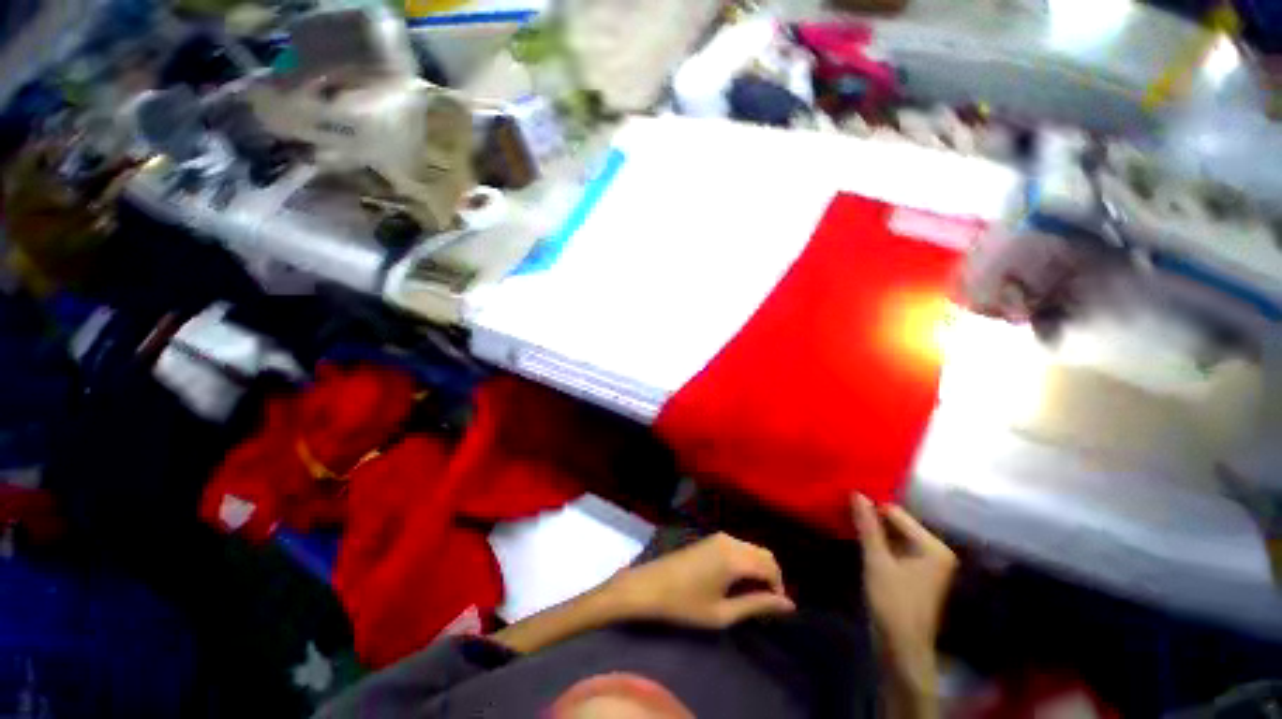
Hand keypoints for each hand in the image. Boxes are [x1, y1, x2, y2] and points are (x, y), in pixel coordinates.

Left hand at [605, 533, 795, 628]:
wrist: (651, 586)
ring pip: (752, 549)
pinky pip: (739, 546)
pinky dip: (746, 561)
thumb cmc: (686, 605)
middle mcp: (730, 541)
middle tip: (765, 603)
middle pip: (764, 554)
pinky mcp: (711, 538)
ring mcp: (719, 537)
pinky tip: (737, 581)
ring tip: (751, 595)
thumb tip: (789, 604)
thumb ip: (757, 605)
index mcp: (735, 558)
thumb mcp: (723, 613)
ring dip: (759, 568)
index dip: (779, 588)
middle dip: (771, 577)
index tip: (775, 609)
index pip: (771, 568)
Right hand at [853, 495, 956, 693]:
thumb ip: (867, 526)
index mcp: (933, 546)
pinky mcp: (916, 573)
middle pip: (897, 523)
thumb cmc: (892, 604)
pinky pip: (895, 547)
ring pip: (894, 535)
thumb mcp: (876, 561)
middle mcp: (935, 551)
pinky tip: (859, 537)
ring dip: (873, 530)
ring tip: (846, 518)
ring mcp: (927, 563)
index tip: (845, 499)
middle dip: (872, 517)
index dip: (871, 506)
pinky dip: (878, 543)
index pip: (897, 513)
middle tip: (843, 507)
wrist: (902, 650)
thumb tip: (857, 493)